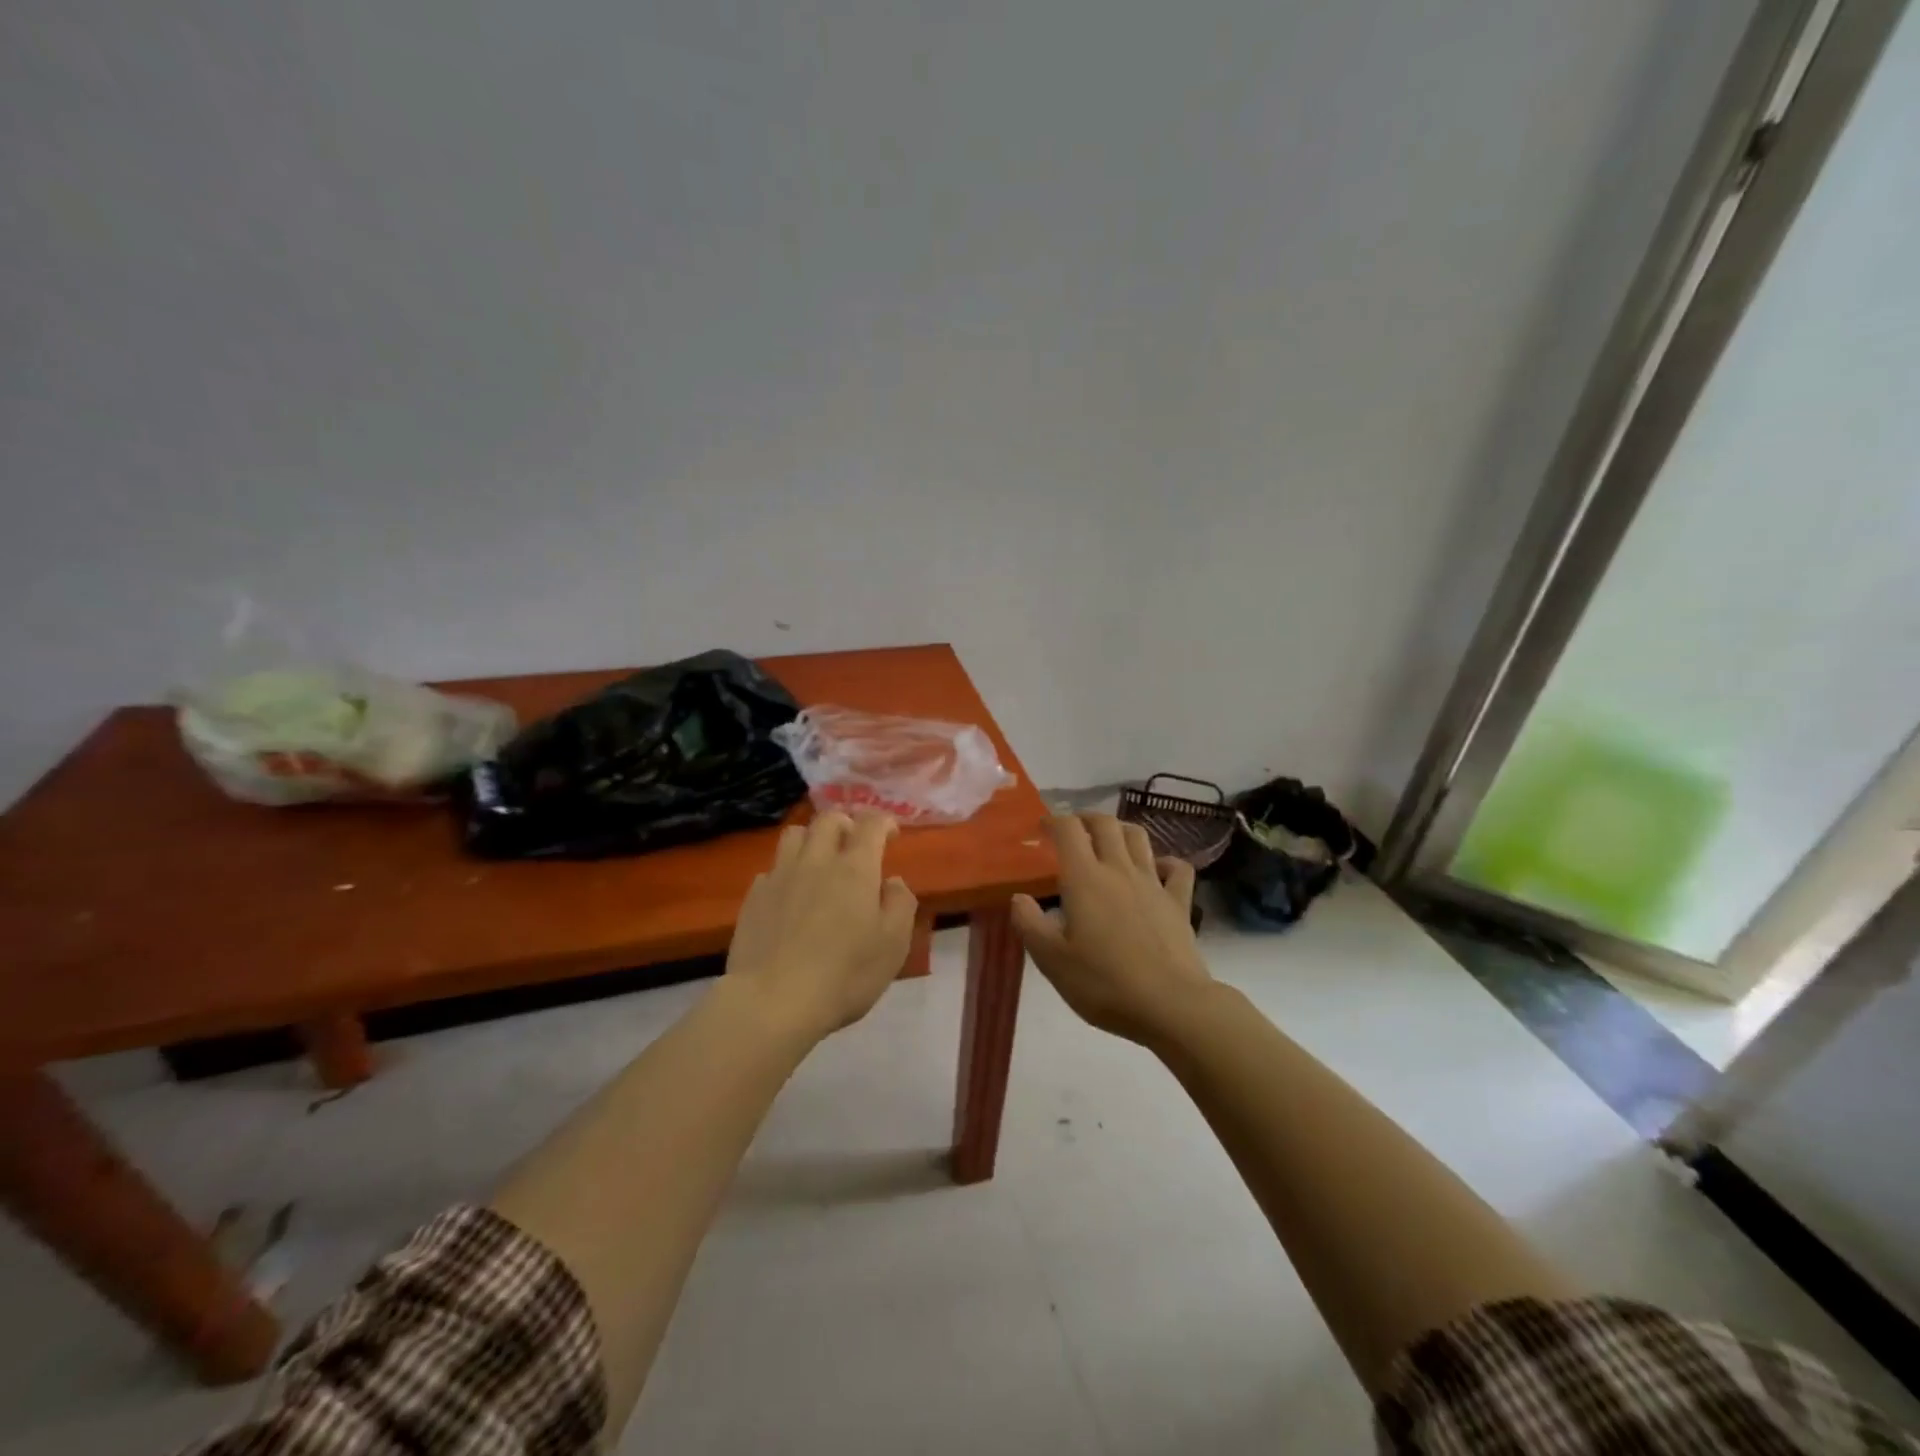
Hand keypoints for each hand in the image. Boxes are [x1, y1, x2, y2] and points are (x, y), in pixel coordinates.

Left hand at [725, 811, 917, 1043]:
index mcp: (855, 868)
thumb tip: (892, 882)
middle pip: (828, 819)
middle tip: (854, 843)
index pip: (871, 824)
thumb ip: (900, 904)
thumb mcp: (893, 945)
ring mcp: (780, 876)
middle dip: (846, 824)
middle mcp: (816, 861)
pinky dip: (786, 873)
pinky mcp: (754, 897)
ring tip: (819, 862)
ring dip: (812, 839)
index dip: (883, 822)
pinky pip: (772, 869)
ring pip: (794, 834)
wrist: (773, 1001)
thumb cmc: (844, 974)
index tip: (891, 835)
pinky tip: (790, 897)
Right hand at [1012, 813, 1214, 1044]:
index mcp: (1085, 879)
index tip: (1042, 827)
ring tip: (1109, 840)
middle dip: (1086, 818)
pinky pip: (1177, 869)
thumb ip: (1030, 925)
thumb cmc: (1104, 984)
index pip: (1068, 830)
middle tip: (1073, 829)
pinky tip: (1157, 870)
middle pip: (1105, 824)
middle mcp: (1119, 870)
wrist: (1171, 1005)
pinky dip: (1166, 862)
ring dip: (1121, 830)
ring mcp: (1153, 884)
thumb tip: (1018, 898)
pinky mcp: (1179, 903)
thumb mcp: (1053, 961)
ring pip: (1139, 837)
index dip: (1054, 820)